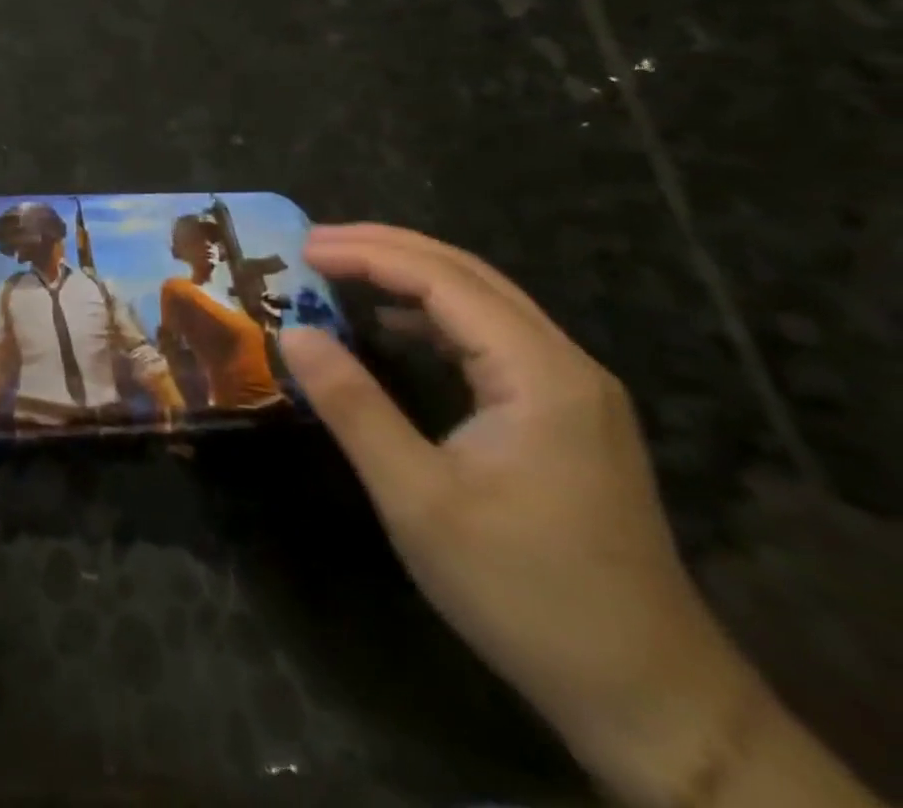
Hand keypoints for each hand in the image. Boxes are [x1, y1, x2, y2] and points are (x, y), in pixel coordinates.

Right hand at [280, 224, 759, 805]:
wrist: (647, 695)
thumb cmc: (523, 590)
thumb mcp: (417, 499)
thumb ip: (352, 406)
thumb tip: (292, 332)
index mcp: (539, 374)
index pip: (443, 280)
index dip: (367, 254)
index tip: (302, 248)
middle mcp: (565, 364)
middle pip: (468, 274)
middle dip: (386, 248)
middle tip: (312, 244)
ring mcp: (573, 390)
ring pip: (483, 301)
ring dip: (409, 276)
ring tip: (341, 270)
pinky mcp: (565, 416)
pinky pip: (492, 338)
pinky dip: (433, 316)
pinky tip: (394, 328)